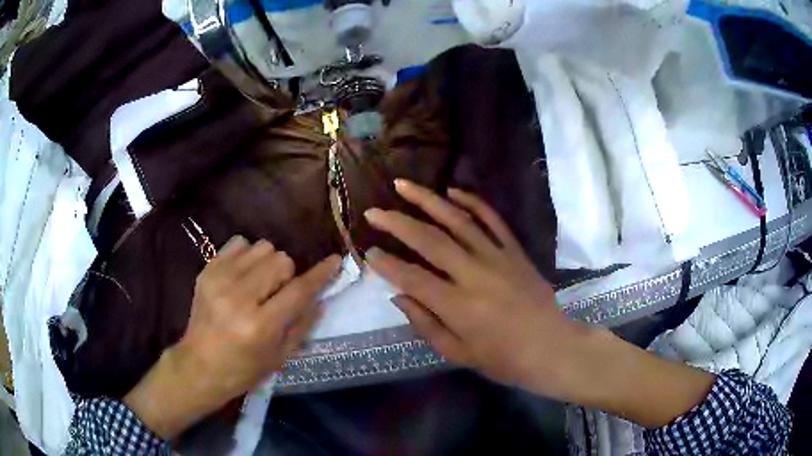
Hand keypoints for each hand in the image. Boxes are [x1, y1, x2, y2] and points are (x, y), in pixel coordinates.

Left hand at [125, 237, 340, 438]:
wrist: (199, 364)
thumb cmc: (244, 369)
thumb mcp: (281, 356)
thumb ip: (303, 323)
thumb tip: (321, 296)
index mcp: (260, 325)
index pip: (299, 290)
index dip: (321, 274)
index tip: (335, 260)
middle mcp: (239, 297)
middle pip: (281, 260)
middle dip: (287, 275)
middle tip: (278, 293)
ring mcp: (219, 279)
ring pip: (262, 247)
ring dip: (269, 263)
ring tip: (259, 283)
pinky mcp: (207, 270)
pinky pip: (239, 243)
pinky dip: (248, 256)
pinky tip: (243, 275)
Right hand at [364, 180, 578, 392]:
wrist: (552, 348)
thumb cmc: (503, 359)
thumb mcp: (458, 353)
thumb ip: (426, 324)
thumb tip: (398, 296)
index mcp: (458, 306)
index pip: (412, 278)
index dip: (387, 264)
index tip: (368, 252)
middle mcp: (475, 275)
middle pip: (430, 240)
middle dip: (397, 223)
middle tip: (374, 212)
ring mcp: (498, 257)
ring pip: (458, 220)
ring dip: (428, 200)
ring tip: (404, 185)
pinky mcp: (515, 251)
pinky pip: (492, 220)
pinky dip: (472, 202)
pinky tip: (452, 191)